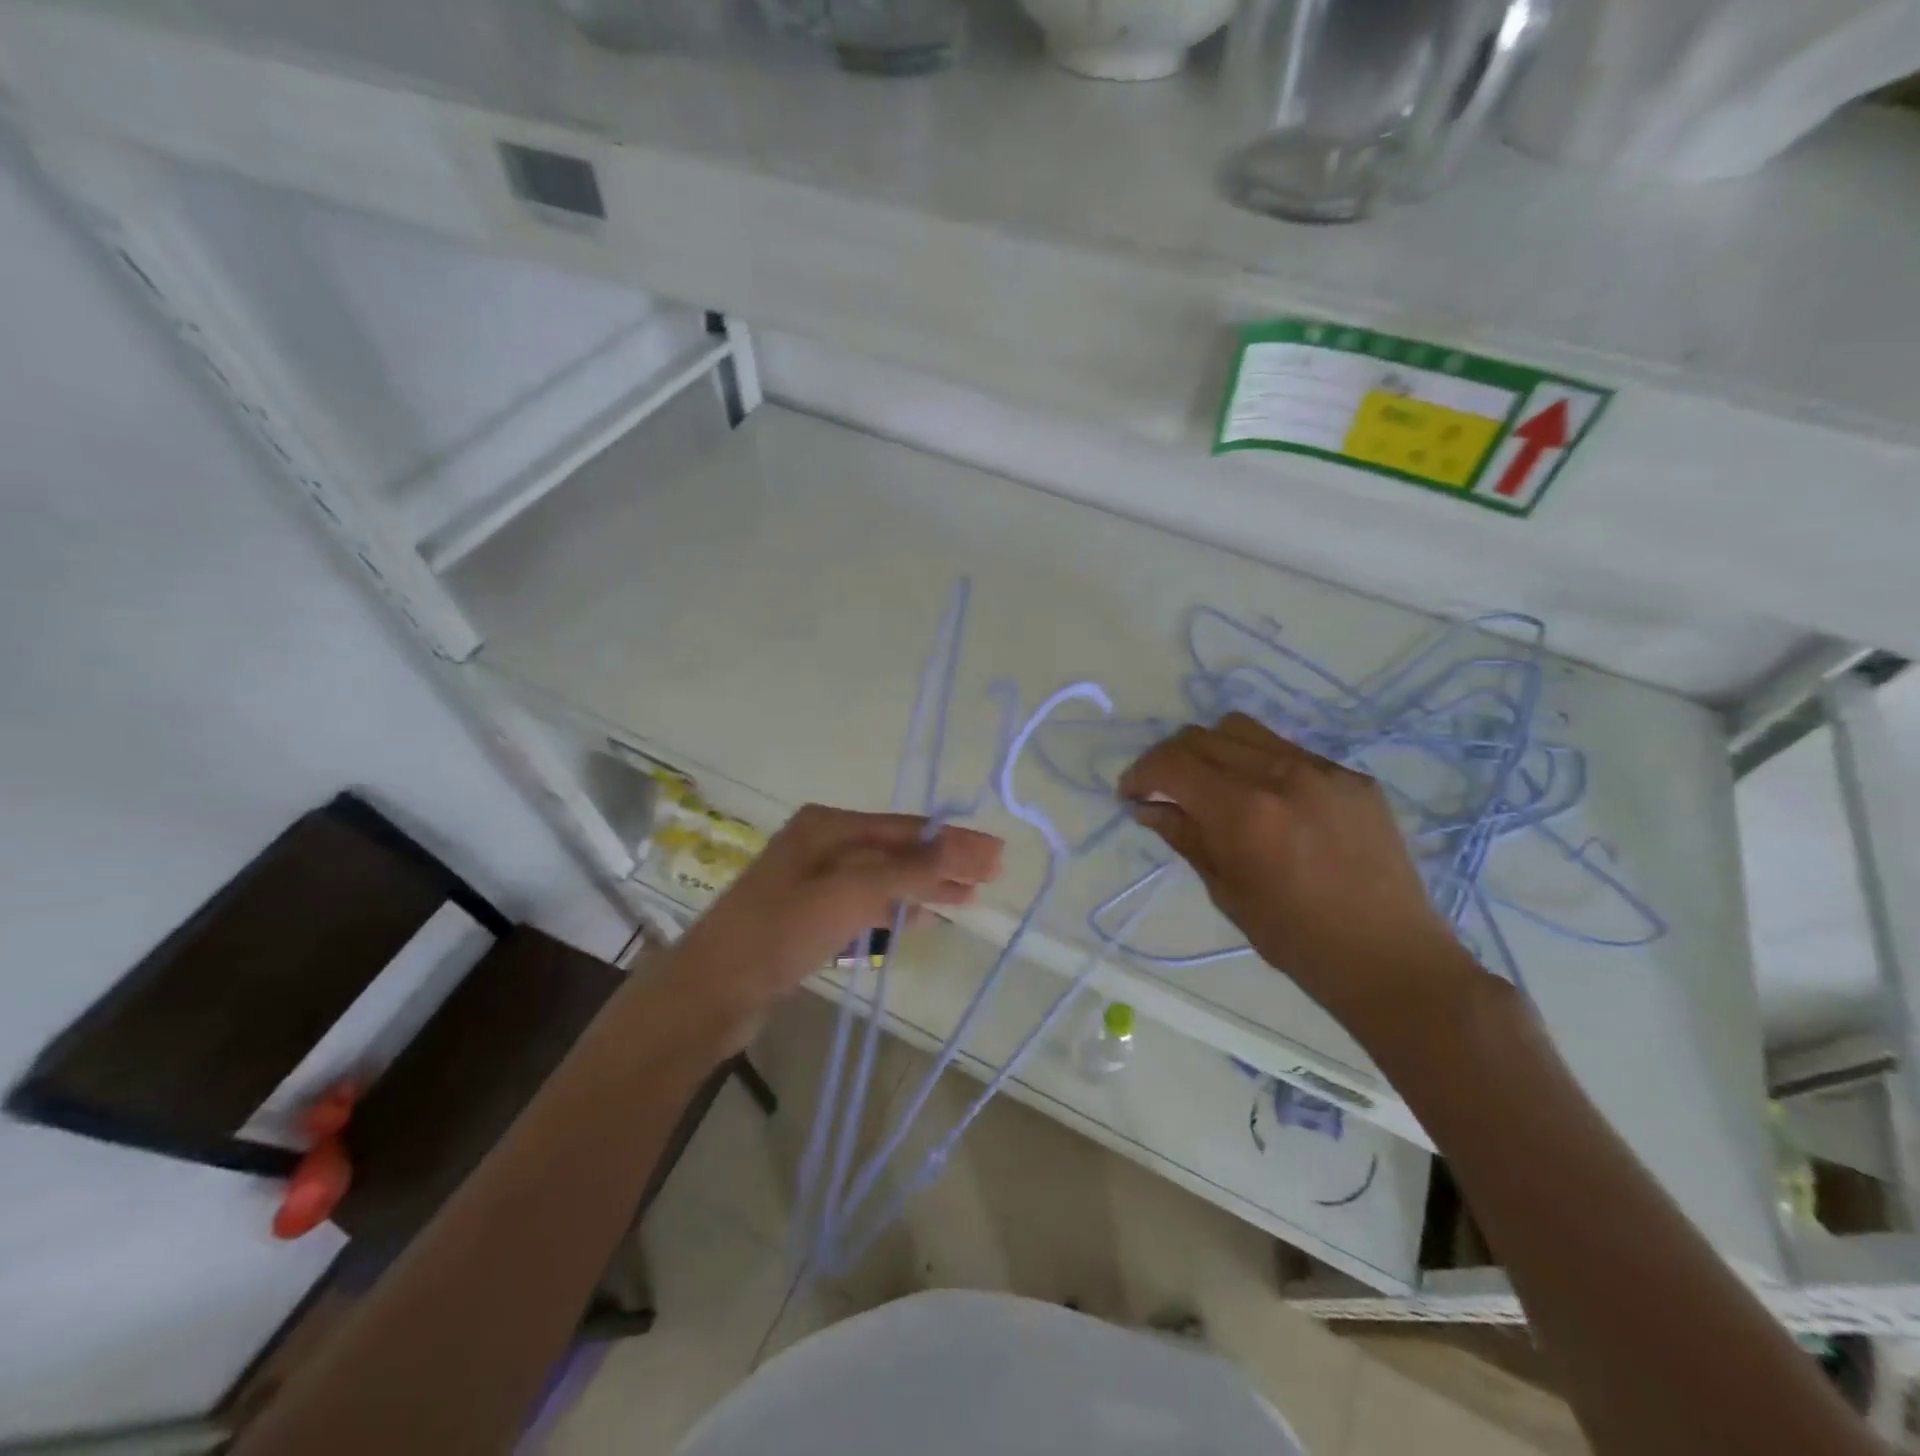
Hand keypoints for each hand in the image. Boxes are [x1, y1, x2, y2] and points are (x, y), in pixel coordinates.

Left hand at [665, 806, 1003, 1047]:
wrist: (710, 992)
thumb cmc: (782, 931)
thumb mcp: (851, 893)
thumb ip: (910, 870)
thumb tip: (967, 848)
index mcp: (827, 826)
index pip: (905, 828)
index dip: (953, 841)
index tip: (996, 854)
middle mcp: (821, 845)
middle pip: (896, 851)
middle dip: (942, 863)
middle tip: (991, 878)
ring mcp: (812, 883)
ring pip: (882, 879)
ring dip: (923, 887)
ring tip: (966, 899)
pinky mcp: (808, 918)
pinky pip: (864, 906)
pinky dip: (893, 910)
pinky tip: (919, 919)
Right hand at [1119, 713, 1478, 1041]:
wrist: (1389, 958)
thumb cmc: (1295, 939)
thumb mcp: (1225, 891)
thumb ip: (1184, 836)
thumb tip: (1147, 807)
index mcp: (1245, 812)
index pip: (1173, 763)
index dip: (1141, 773)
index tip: (1130, 794)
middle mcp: (1281, 775)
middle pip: (1203, 736)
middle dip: (1170, 758)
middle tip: (1163, 790)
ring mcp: (1323, 770)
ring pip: (1244, 731)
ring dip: (1211, 751)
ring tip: (1211, 786)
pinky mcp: (1352, 777)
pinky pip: (1288, 751)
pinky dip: (1258, 764)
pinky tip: (1265, 801)